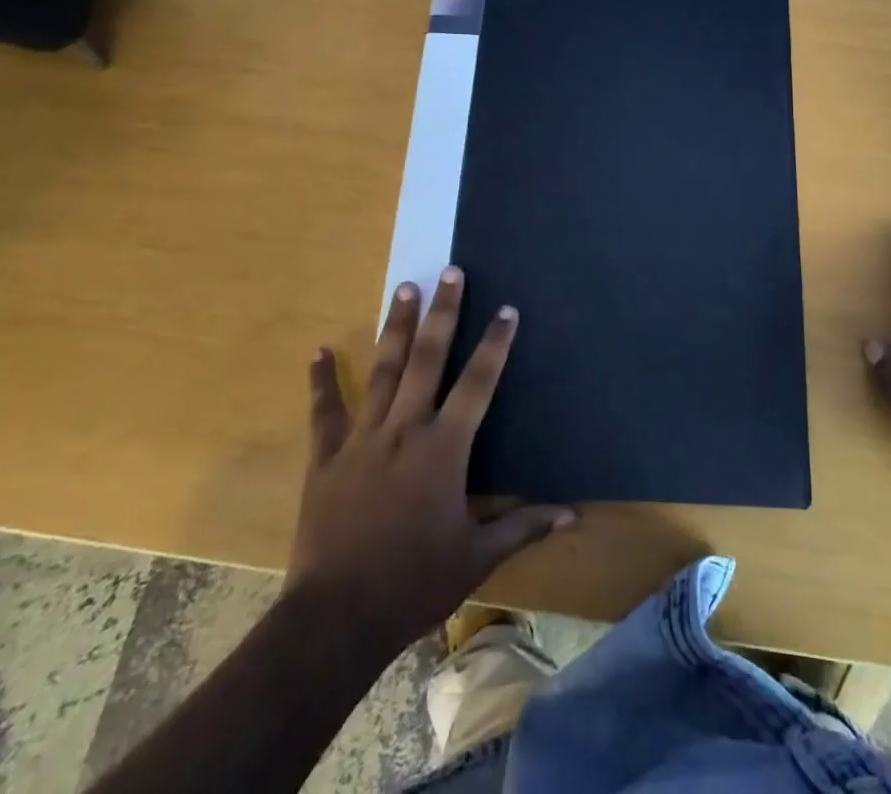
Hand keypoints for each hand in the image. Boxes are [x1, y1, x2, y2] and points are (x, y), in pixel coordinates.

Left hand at [292, 267, 572, 649]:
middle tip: (450, 271)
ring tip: (403, 287)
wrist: (337, 619)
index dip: (495, 344)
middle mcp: (405, 428)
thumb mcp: (477, 557)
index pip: (478, 383)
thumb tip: (572, 513)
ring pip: (382, 370)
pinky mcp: (326, 457)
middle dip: (443, 312)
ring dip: (394, 327)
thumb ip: (523, 526)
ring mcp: (363, 438)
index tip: (506, 309)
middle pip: (428, 358)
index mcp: (444, 448)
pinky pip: (325, 411)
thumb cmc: (415, 582)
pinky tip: (318, 351)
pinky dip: (321, 381)